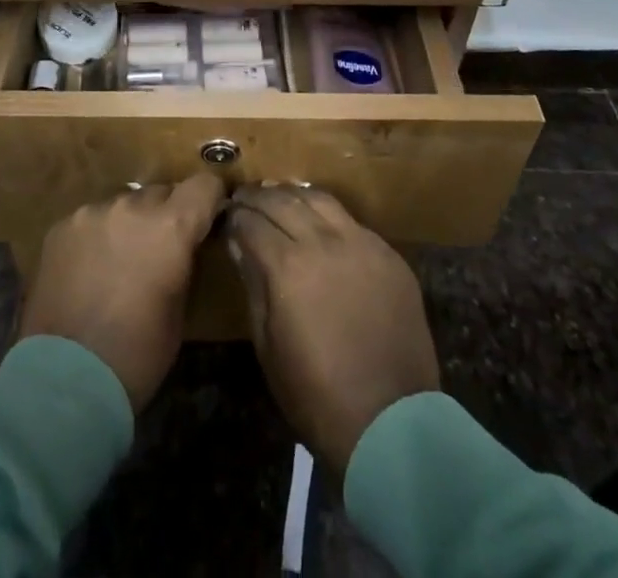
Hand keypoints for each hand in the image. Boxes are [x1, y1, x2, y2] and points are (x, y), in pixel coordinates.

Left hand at [21, 173, 226, 410]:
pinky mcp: (61, 226)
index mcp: (170, 227)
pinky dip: (96, 237)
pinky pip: (90, 220)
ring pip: (123, 205)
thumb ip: (183, 261)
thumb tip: (184, 245)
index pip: (203, 185)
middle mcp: (132, 206)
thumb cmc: (136, 355)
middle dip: (165, 216)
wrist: (64, 381)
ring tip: (117, 263)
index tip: (207, 217)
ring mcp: (92, 213)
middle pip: (160, 193)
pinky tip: (87, 271)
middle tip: (158, 251)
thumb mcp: (179, 310)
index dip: (209, 199)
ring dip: (128, 225)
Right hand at [227, 185, 438, 476]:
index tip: (226, 215)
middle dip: (258, 196)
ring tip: (279, 196)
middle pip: (283, 201)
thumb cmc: (316, 393)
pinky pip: (353, 222)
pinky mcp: (389, 255)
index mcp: (289, 266)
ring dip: (294, 194)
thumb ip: (253, 284)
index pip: (252, 222)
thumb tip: (239, 243)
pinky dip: (329, 216)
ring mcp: (362, 244)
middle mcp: (324, 242)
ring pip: (321, 200)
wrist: (390, 422)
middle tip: (244, 196)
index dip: (235, 216)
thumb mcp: (268, 345)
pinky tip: (320, 222)